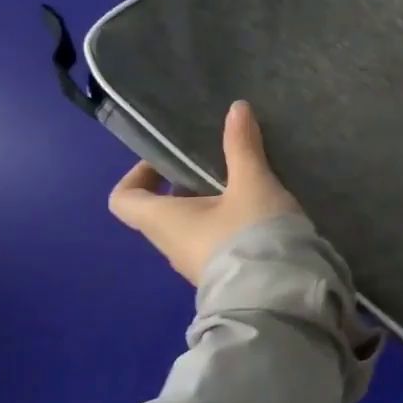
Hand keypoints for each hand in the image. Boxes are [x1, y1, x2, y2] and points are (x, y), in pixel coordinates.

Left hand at [108, 100, 299, 283]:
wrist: (279, 295)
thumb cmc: (252, 233)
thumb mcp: (252, 183)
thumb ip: (242, 146)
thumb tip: (236, 107)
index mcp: (164, 221)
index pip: (124, 199)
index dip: (138, 175)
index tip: (169, 159)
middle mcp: (171, 246)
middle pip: (162, 211)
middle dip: (187, 185)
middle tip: (220, 165)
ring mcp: (196, 266)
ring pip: (190, 227)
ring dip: (210, 206)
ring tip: (247, 186)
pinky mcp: (223, 275)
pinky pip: (213, 244)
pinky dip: (227, 225)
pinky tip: (260, 215)